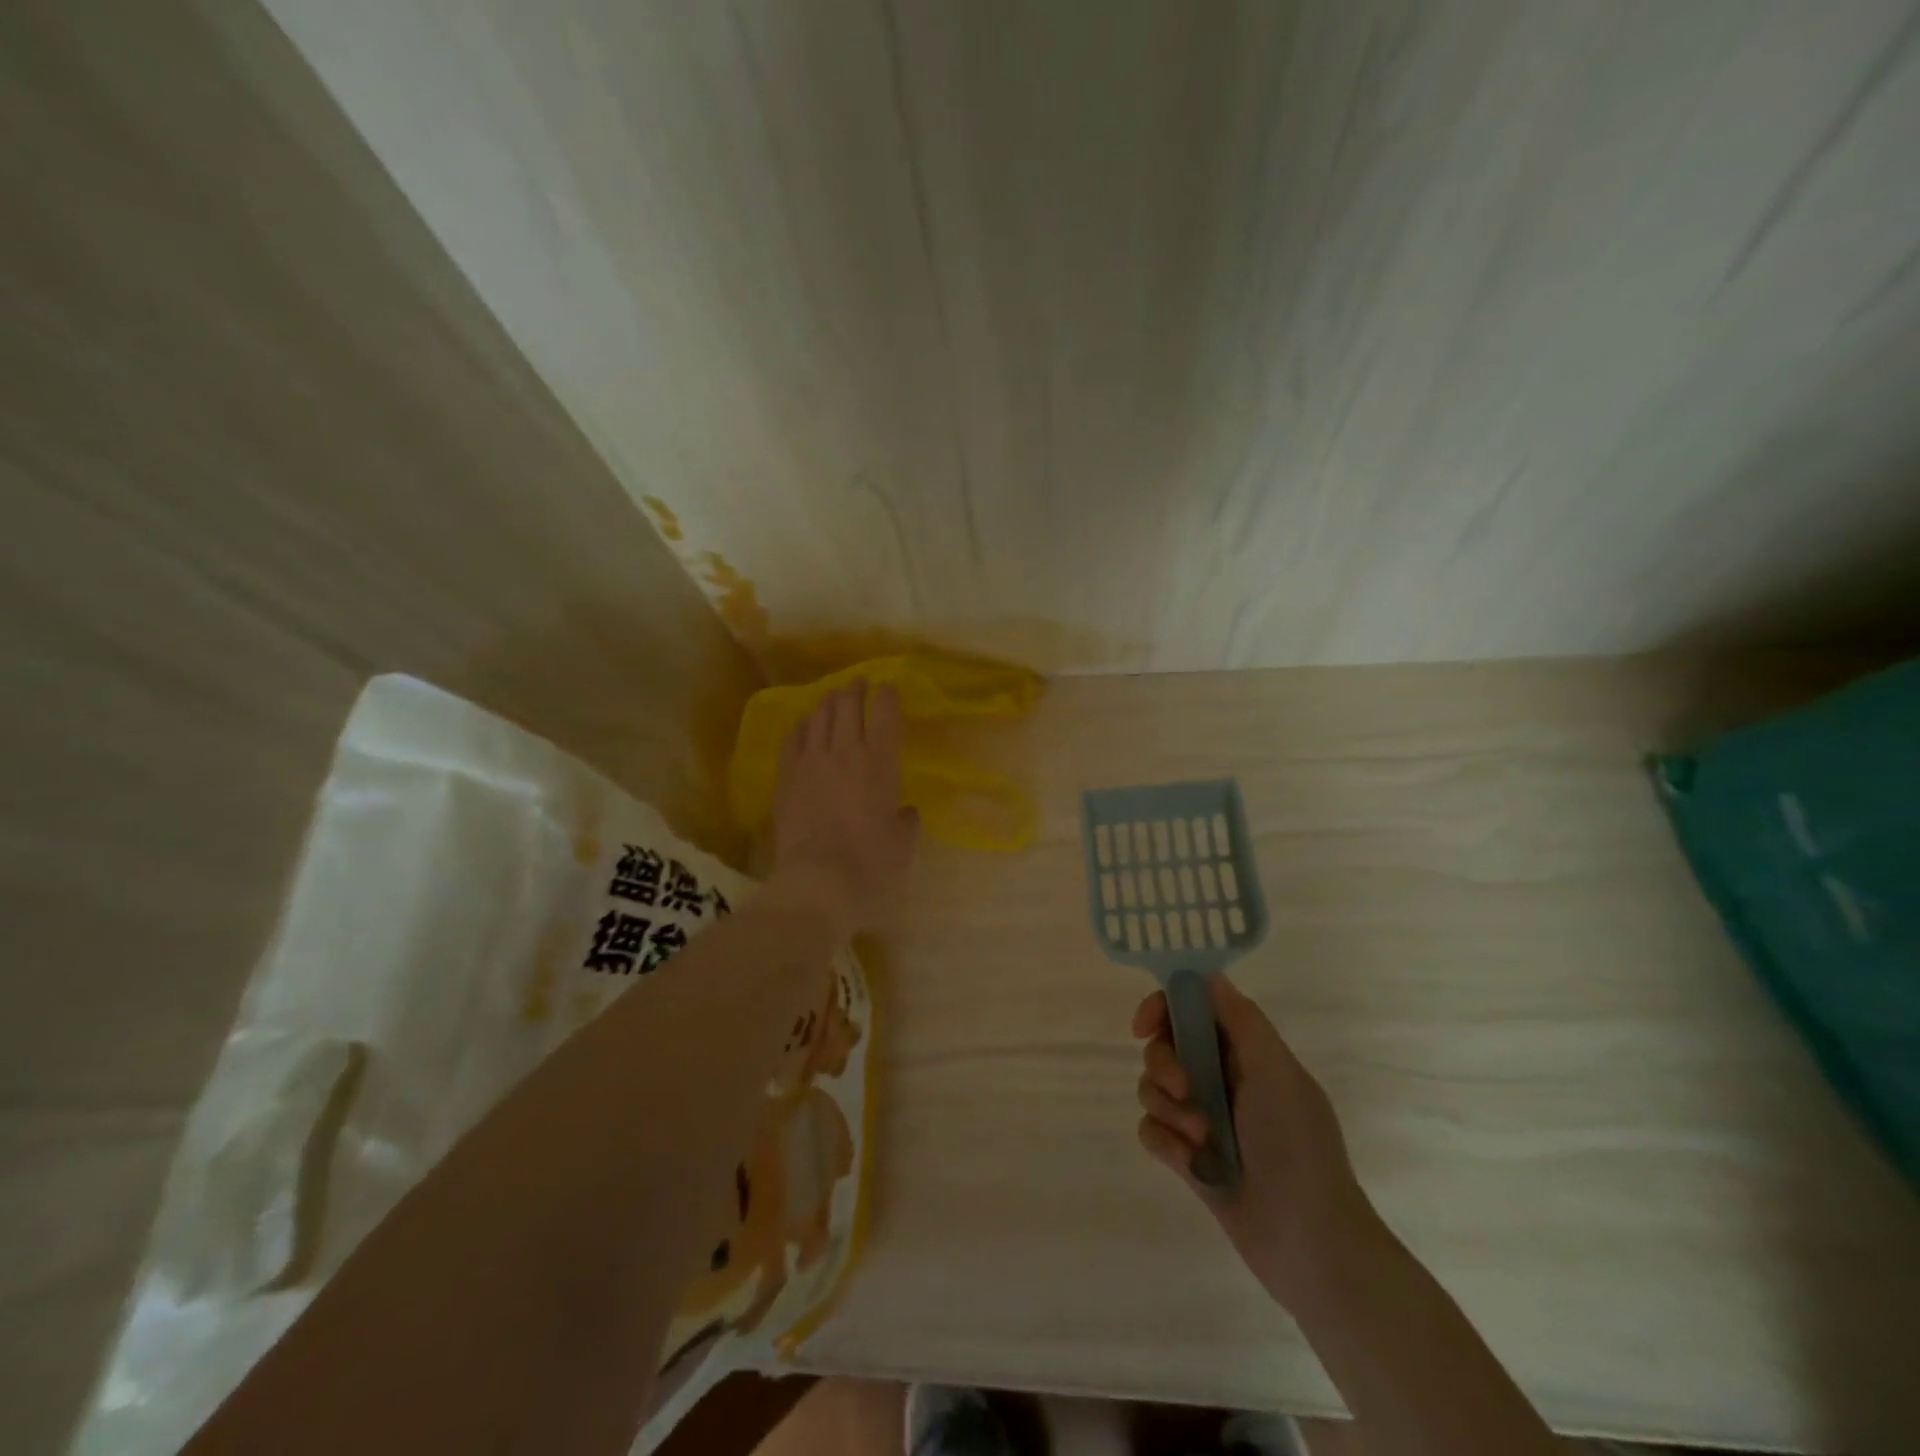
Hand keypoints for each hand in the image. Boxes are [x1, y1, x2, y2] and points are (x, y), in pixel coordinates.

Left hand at [763, 682, 918, 943]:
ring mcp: (811, 761)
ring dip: (828, 701)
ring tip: (833, 698)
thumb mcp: (902, 844)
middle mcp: (845, 751)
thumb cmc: (871, 865)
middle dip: (855, 689)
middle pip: (847, 703)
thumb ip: (906, 821)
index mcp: (880, 762)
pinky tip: (804, 725)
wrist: (817, 881)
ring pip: (818, 715)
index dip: (887, 694)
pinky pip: (793, 738)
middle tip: (859, 684)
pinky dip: (802, 726)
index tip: (888, 689)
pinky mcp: (786, 777)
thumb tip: (905, 811)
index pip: (884, 712)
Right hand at [1133, 975, 1381, 1308]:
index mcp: (1246, 1052)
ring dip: (1169, 1108)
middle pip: (1166, 1046)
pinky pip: (1152, 1130)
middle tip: (1184, 1088)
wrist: (1311, 1245)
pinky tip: (1189, 1164)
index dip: (1164, 1007)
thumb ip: (1241, 1020)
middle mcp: (1222, 1078)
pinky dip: (1165, 1142)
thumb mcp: (1276, 1073)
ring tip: (1200, 1138)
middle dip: (1164, 1064)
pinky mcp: (1189, 1157)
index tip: (1144, 1025)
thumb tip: (1208, 974)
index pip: (1194, 1007)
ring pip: (1153, 1088)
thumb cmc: (1297, 1147)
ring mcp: (1204, 1118)